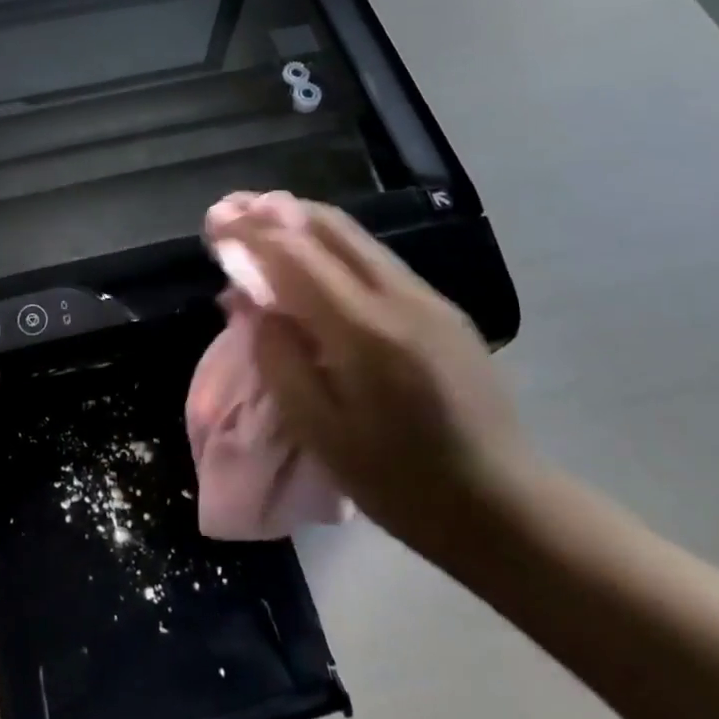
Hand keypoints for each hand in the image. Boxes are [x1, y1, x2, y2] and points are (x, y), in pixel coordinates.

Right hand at [214, 197, 536, 564]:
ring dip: (304, 223)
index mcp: (366, 332)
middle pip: (329, 227)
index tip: (215, 220)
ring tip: (263, 223)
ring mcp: (428, 297)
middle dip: (275, 212)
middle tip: (234, 211)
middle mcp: (400, 297)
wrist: (504, 507)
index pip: (296, 255)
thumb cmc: (400, 483)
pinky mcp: (442, 307)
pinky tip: (312, 261)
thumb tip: (248, 301)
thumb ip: (277, 357)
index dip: (250, 232)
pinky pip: (374, 259)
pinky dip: (332, 246)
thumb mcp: (320, 433)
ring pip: (355, 237)